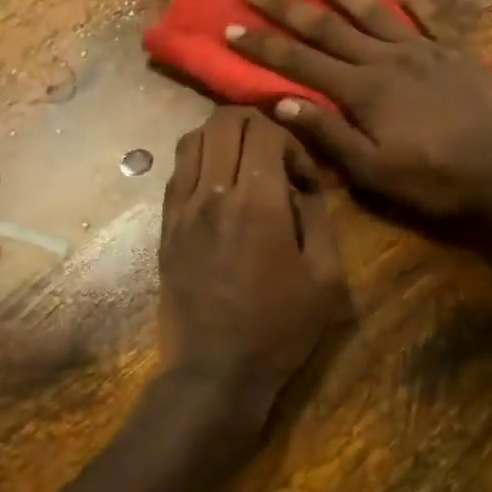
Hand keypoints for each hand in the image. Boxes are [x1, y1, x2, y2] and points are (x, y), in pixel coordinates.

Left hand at [159, 107, 345, 403]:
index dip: (291, 141)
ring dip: (224, 140)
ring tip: (244, 168)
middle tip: (275, 159)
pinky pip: (177, 171)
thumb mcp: (326, 277)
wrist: (215, 370)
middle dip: (257, 126)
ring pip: (193, 138)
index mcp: (257, 204)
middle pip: (224, 121)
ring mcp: (181, 209)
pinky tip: (219, 189)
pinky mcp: (165, 227)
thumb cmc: (279, 329)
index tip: (303, 177)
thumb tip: (303, 184)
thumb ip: (318, 217)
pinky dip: (200, 162)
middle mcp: (212, 195)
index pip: (265, 130)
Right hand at [224, 0, 491, 217]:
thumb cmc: (431, 177)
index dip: (264, 47)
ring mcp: (422, 49)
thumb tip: (280, 104)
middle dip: (288, 8)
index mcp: (362, 90)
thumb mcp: (371, 169)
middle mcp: (386, 59)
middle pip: (328, 28)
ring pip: (373, 12)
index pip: (300, 63)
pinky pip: (430, 16)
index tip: (232, 27)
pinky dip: (413, 0)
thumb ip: (328, 134)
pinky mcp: (454, 51)